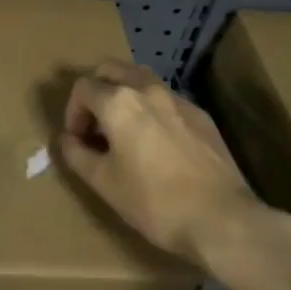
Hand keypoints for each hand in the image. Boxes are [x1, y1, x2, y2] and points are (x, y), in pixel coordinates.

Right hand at [58, 60, 266, 267]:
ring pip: (141, 79)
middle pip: (111, 70)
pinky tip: (157, 144)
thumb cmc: (154, 201)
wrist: (222, 219)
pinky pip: (166, 99)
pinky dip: (151, 109)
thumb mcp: (103, 183)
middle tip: (96, 127)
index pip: (82, 88)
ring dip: (124, 95)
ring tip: (124, 131)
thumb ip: (77, 154)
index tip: (78, 142)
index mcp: (118, 101)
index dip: (72, 113)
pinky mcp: (201, 115)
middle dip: (96, 92)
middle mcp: (147, 89)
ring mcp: (178, 99)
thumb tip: (68, 140)